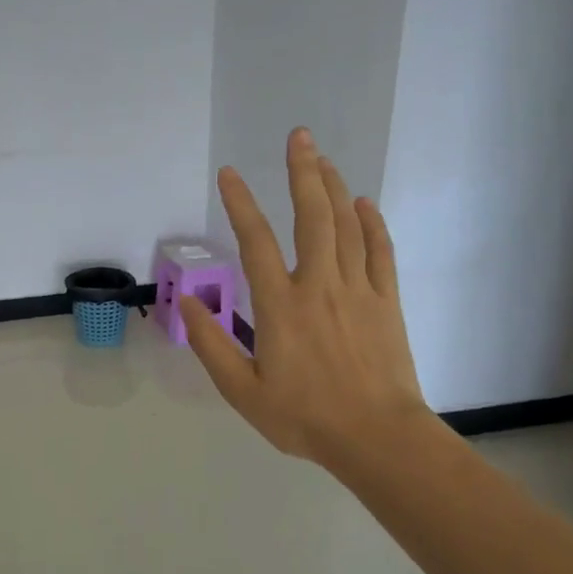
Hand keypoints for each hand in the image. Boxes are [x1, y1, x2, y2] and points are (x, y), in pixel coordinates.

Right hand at [182, 128, 429, 471]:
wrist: (376, 438)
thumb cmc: (303, 417)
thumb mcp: (242, 390)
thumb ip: (211, 343)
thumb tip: (186, 300)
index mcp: (280, 305)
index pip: (256, 241)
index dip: (241, 204)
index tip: (230, 173)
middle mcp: (319, 285)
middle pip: (312, 217)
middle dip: (303, 172)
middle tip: (299, 136)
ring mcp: (358, 291)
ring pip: (348, 226)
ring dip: (334, 188)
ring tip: (323, 159)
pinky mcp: (386, 303)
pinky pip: (380, 252)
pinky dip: (372, 224)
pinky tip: (364, 204)